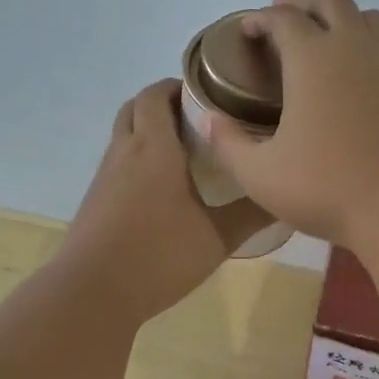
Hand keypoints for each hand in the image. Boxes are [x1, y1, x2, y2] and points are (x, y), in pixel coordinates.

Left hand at [58, 79, 271, 322]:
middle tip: (196, 120)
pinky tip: (159, 192)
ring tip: (183, 154)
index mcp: (153, 148)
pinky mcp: (94, 202)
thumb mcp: (217, 238)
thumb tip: (286, 194)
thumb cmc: (159, 256)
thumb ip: (252, 213)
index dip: (177, 85)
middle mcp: (124, 153)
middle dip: (161, 104)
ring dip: (147, 133)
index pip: (156, 94)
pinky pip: (116, 166)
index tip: (207, 93)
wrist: (92, 293)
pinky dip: (136, 162)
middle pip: (134, 108)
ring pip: (122, 137)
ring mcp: (103, 178)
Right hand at [205, 0, 378, 246]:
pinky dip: (365, 48)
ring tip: (324, 37)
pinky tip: (354, 81)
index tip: (247, 28)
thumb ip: (229, 144)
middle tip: (283, 15)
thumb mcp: (261, 175)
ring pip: (368, 19)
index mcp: (313, 59)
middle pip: (331, 2)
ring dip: (341, 17)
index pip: (284, 19)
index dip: (260, 19)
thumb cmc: (328, 188)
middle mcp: (355, 50)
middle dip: (303, 2)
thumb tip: (209, 121)